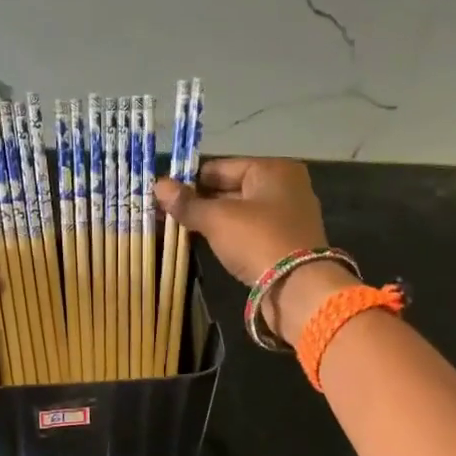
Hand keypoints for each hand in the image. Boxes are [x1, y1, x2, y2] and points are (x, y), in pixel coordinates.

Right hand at [154, 158, 348, 345]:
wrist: (298, 288)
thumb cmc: (257, 240)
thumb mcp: (217, 219)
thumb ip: (187, 203)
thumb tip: (158, 185)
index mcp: (272, 169)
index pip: (219, 167)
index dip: (190, 182)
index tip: (164, 197)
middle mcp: (285, 186)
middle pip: (231, 188)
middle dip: (200, 202)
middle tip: (168, 215)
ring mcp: (289, 215)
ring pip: (240, 211)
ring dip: (213, 220)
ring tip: (182, 231)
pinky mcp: (287, 241)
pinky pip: (251, 230)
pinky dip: (230, 235)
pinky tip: (208, 244)